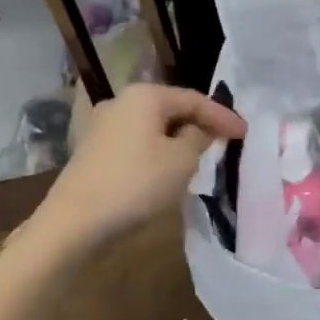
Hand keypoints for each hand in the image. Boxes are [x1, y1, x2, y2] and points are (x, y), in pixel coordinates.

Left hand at [38, 83, 245, 247]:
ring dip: (178, 140)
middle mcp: (121, 102)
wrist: (74, 223)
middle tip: (225, 141)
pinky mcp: (94, 151)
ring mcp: (103, 127)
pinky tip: (168, 169)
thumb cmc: (136, 184)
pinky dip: (157, 151)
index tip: (246, 133)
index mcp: (145, 95)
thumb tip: (199, 130)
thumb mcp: (181, 161)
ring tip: (200, 156)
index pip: (194, 100)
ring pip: (153, 127)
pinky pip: (137, 143)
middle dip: (199, 124)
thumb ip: (199, 138)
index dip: (223, 116)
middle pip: (171, 109)